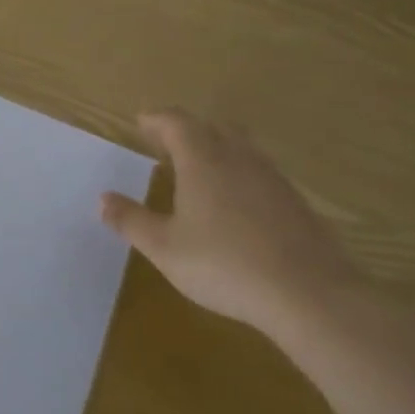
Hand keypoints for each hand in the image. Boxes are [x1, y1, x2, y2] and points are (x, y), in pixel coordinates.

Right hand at [99, 108, 360, 334]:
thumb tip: (103, 199)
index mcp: (203, 160)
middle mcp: (238, 158)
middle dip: (187, 130)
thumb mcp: (164, 248)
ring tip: (198, 171)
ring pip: (241, 147)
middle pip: (212, 127)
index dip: (156, 119)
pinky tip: (235, 204)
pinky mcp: (296, 202)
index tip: (141, 122)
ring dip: (216, 149)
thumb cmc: (225, 265)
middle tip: (166, 144)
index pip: (176, 122)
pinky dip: (240, 174)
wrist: (310, 295)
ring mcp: (272, 178)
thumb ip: (131, 221)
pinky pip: (260, 172)